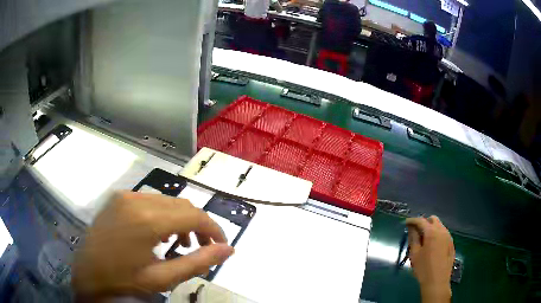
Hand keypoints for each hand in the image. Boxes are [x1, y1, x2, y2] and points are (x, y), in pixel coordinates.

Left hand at [72, 191, 233, 298]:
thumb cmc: (124, 280)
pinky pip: (150, 201)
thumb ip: (197, 262)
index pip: (193, 215)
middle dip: (198, 225)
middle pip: (181, 205)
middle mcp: (136, 199)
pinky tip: (159, 233)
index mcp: (146, 220)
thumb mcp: (162, 278)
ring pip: (167, 201)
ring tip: (180, 243)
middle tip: (201, 247)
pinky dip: (163, 215)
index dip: (213, 229)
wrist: (88, 273)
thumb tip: (228, 250)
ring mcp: (125, 195)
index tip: (221, 245)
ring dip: (181, 219)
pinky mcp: (118, 197)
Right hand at [405, 216, 453, 302]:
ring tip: (424, 239)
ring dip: (431, 228)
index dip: (412, 220)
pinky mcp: (451, 243)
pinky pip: (444, 233)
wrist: (437, 282)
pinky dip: (437, 234)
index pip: (421, 220)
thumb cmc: (423, 268)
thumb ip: (413, 238)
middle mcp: (442, 231)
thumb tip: (411, 228)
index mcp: (432, 232)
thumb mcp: (415, 254)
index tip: (406, 223)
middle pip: (433, 219)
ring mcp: (448, 237)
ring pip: (440, 226)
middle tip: (416, 231)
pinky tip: (432, 246)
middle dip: (424, 222)